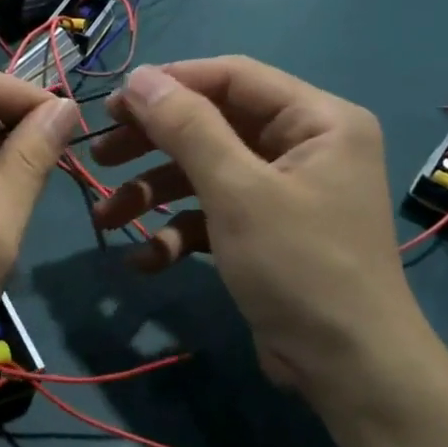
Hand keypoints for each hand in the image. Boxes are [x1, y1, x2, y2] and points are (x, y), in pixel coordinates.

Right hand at [89, 58, 428, 397]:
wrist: (347, 369)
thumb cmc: (299, 266)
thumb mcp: (237, 191)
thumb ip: (187, 128)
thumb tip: (139, 77)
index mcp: (317, 120)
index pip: (233, 78)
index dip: (171, 84)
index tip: (113, 104)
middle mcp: (303, 147)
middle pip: (213, 125)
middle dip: (153, 144)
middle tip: (100, 155)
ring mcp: (283, 193)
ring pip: (205, 174)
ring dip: (154, 194)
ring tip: (106, 219)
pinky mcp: (265, 233)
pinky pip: (214, 216)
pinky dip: (178, 233)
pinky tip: (145, 261)